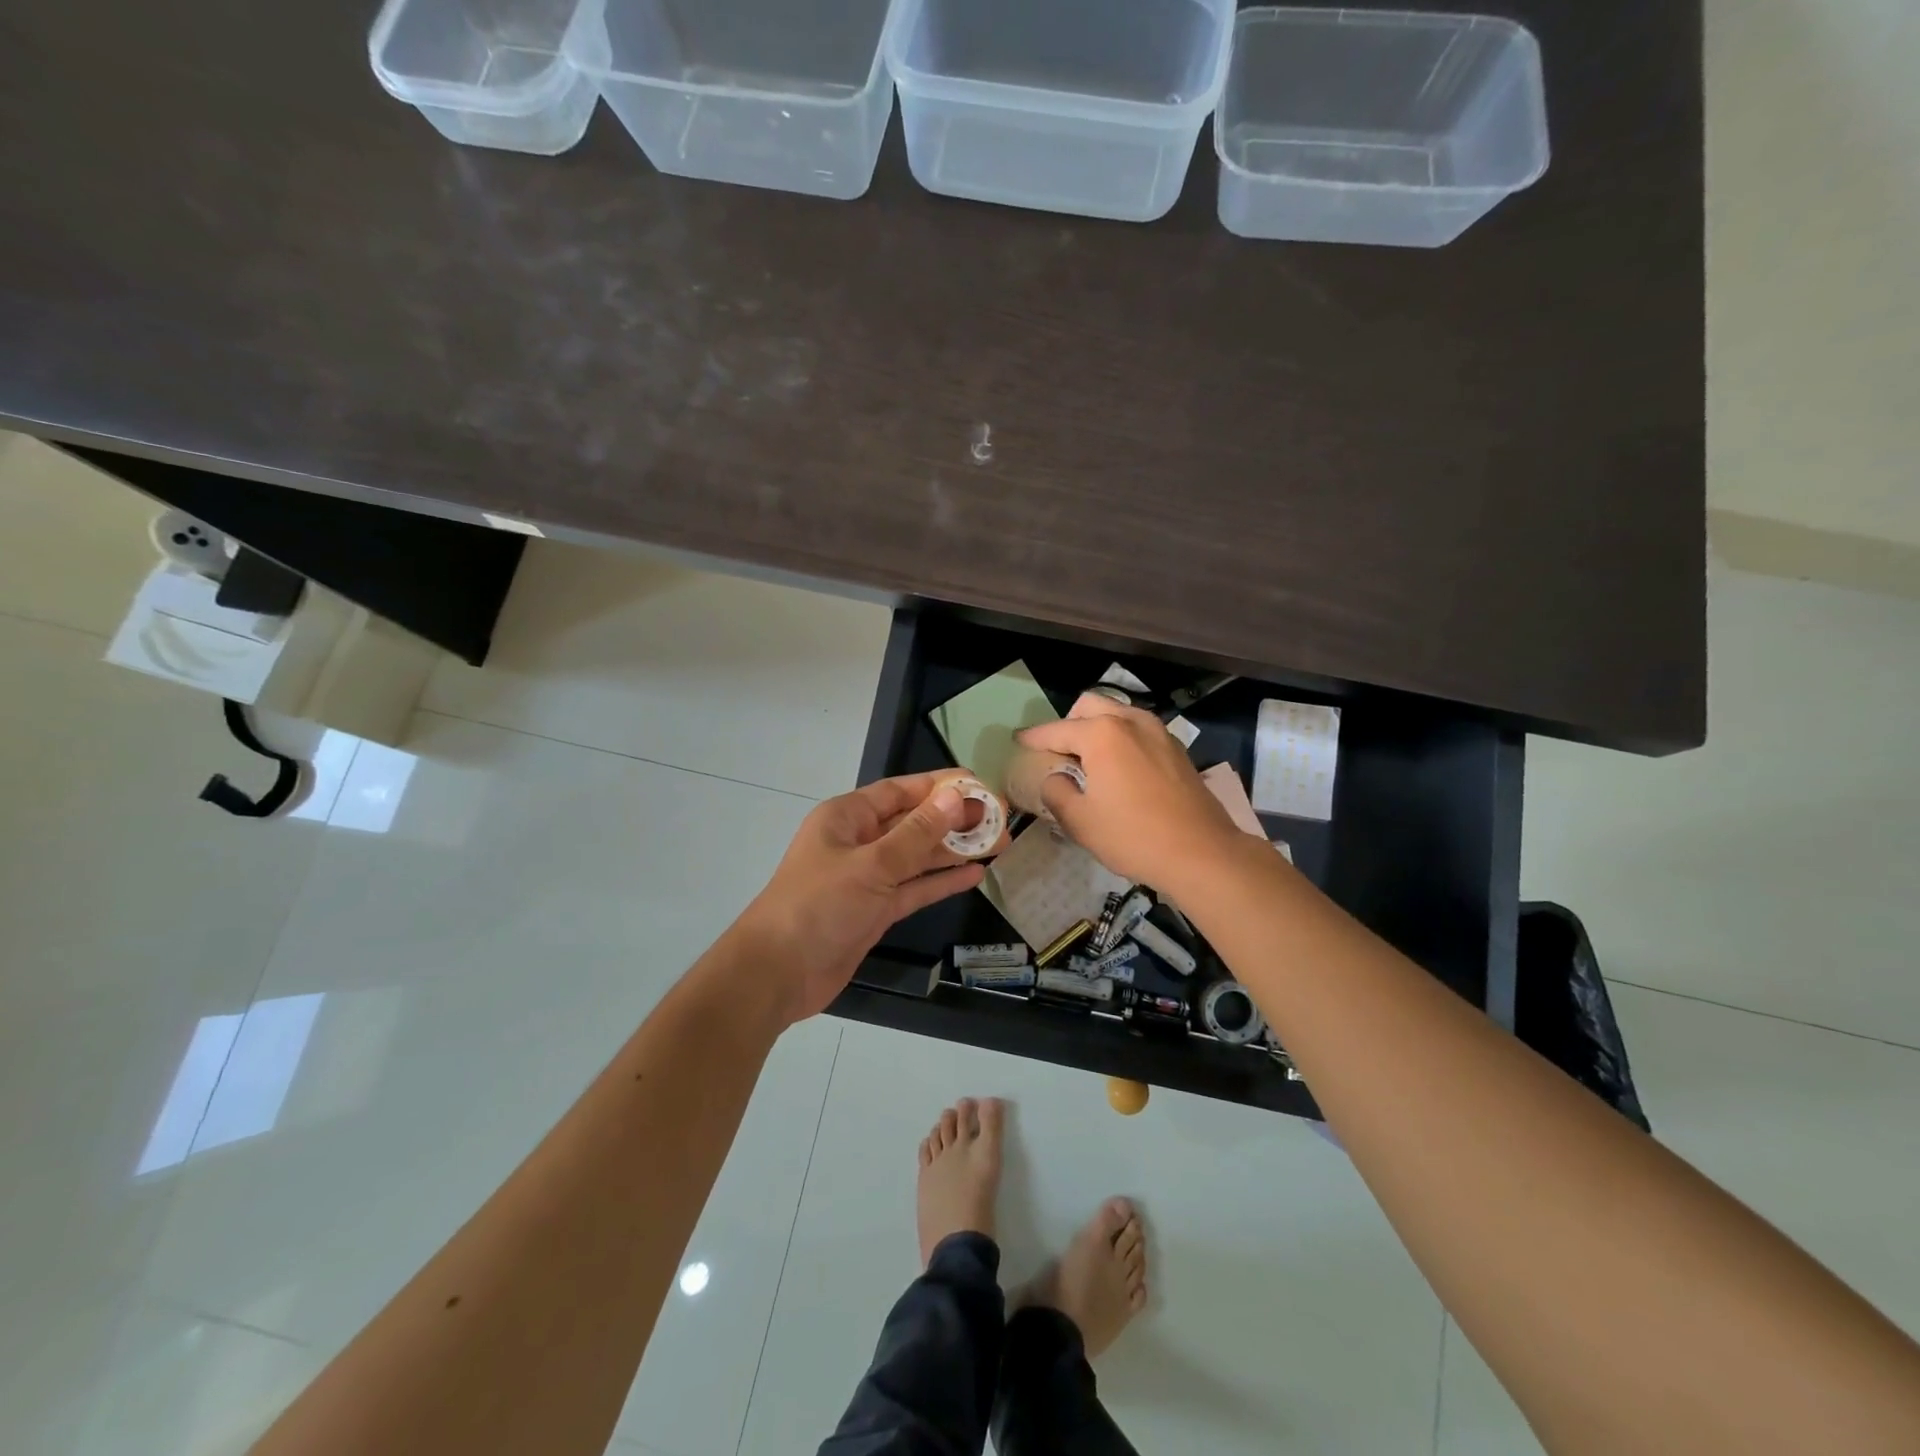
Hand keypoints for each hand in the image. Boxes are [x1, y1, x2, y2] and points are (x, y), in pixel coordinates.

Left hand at [732, 772, 987, 1024]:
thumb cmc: (818, 905)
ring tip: (998, 844)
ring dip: (953, 851)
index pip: (900, 791)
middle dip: (953, 820)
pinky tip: (974, 876)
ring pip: (917, 856)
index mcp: (847, 817)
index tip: (979, 785)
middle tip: (999, 818)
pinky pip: (914, 888)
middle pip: (913, 823)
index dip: (939, 786)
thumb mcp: (871, 865)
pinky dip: (940, 881)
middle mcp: (859, 841)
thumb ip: (916, 834)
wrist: (777, 973)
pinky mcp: (875, 909)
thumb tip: (955, 797)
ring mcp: (868, 877)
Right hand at [1016, 694, 1246, 894]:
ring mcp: (1159, 732)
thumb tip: (1055, 779)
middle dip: (1068, 724)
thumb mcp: (1080, 821)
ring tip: (1089, 761)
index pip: (1057, 730)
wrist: (1202, 854)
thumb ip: (1056, 792)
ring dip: (1097, 728)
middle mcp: (1131, 721)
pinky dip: (1122, 739)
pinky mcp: (1177, 749)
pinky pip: (1139, 731)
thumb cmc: (1134, 837)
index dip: (1033, 737)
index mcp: (1102, 733)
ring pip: (1118, 714)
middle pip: (1089, 707)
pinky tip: (1119, 769)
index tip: (1018, 741)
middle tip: (1058, 754)